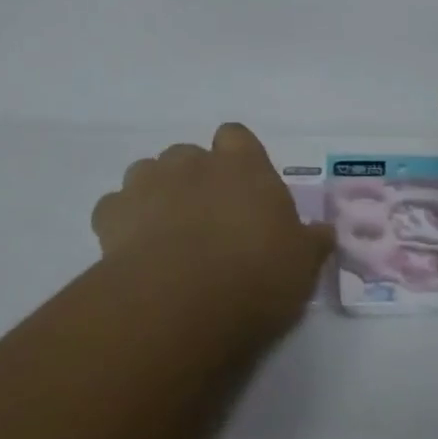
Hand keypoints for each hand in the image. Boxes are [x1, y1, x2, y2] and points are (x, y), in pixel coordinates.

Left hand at [91, 124, 334, 329]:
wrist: (182, 302)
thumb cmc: (256, 275)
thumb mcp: (301, 264)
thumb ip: (312, 242)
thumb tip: (325, 232)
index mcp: (243, 165)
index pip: (235, 136)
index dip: (236, 157)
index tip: (242, 189)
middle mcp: (194, 163)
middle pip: (188, 154)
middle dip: (193, 178)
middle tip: (205, 219)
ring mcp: (149, 184)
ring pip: (146, 172)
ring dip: (154, 194)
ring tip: (164, 233)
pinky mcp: (112, 214)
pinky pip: (113, 208)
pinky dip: (120, 222)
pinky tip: (131, 250)